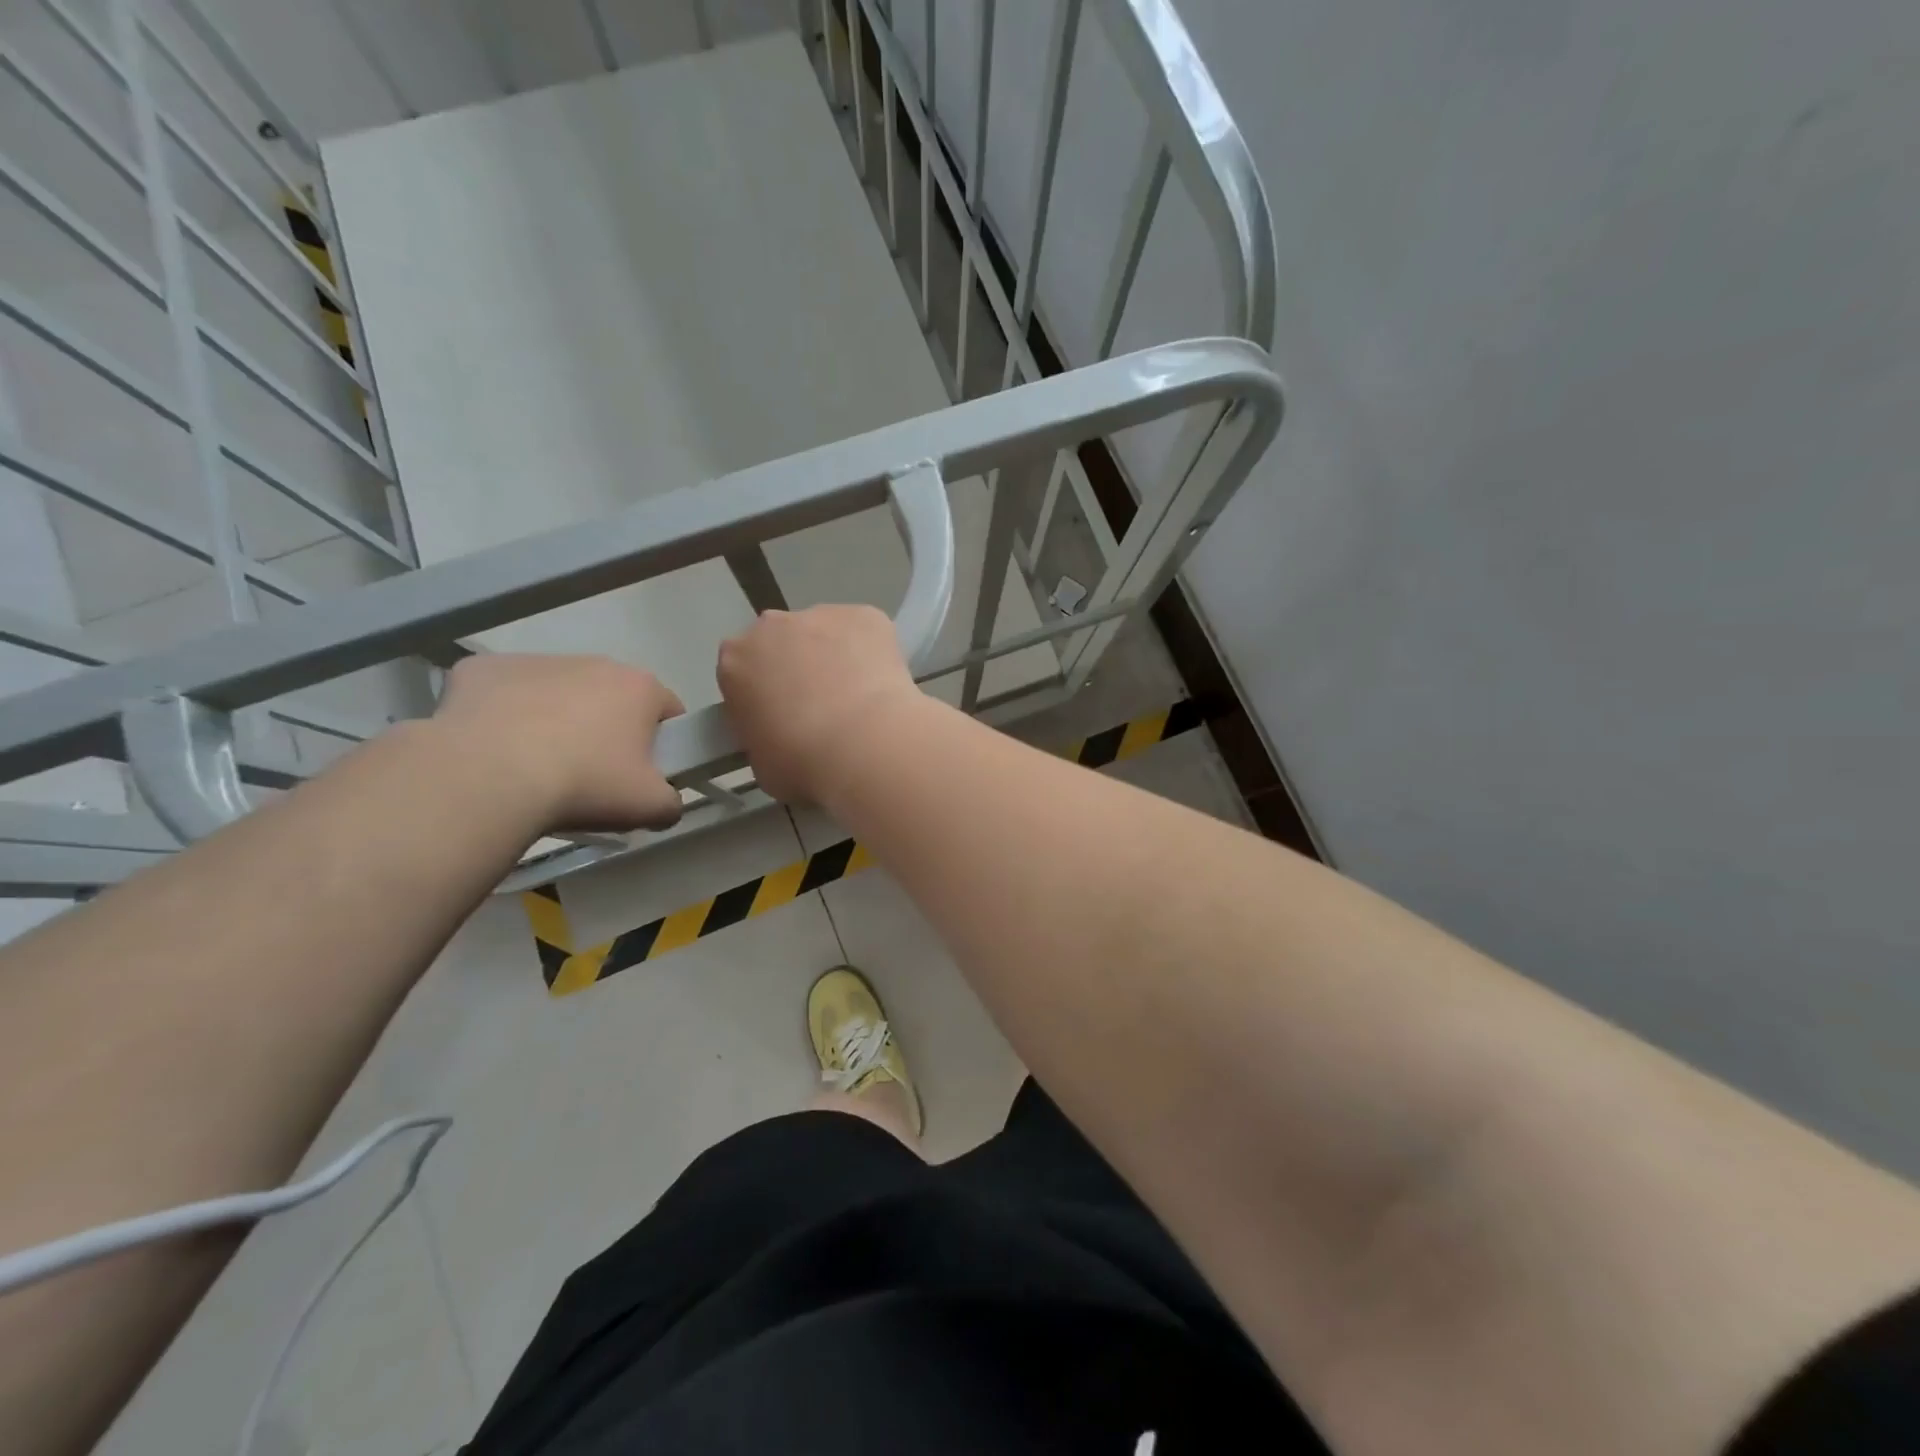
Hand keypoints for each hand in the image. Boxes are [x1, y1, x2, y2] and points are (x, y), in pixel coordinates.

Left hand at [430, 654, 684, 832]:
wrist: (486, 778)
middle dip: (605, 729)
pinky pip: (501, 694)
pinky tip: (493, 752)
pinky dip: (501, 717)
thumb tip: (665, 802)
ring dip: (554, 721)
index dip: (662, 742)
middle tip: (591, 776)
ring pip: (555, 693)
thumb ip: (671, 802)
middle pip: (610, 697)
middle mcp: (592, 662)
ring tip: (536, 769)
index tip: (644, 772)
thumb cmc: (584, 785)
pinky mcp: (481, 669)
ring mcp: (534, 661)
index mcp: (640, 687)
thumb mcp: (650, 807)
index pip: (667, 709)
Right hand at [717, 605, 921, 803]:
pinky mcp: (867, 615)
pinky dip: (872, 651)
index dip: (762, 693)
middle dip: (797, 667)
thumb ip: (762, 734)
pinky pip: (865, 632)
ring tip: (858, 699)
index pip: (742, 671)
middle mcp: (772, 626)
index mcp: (735, 660)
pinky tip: (882, 685)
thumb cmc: (801, 763)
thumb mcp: (760, 761)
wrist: (863, 746)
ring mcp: (822, 615)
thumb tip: (780, 734)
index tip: (780, 716)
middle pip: (782, 642)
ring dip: (835, 657)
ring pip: (825, 634)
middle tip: (821, 707)